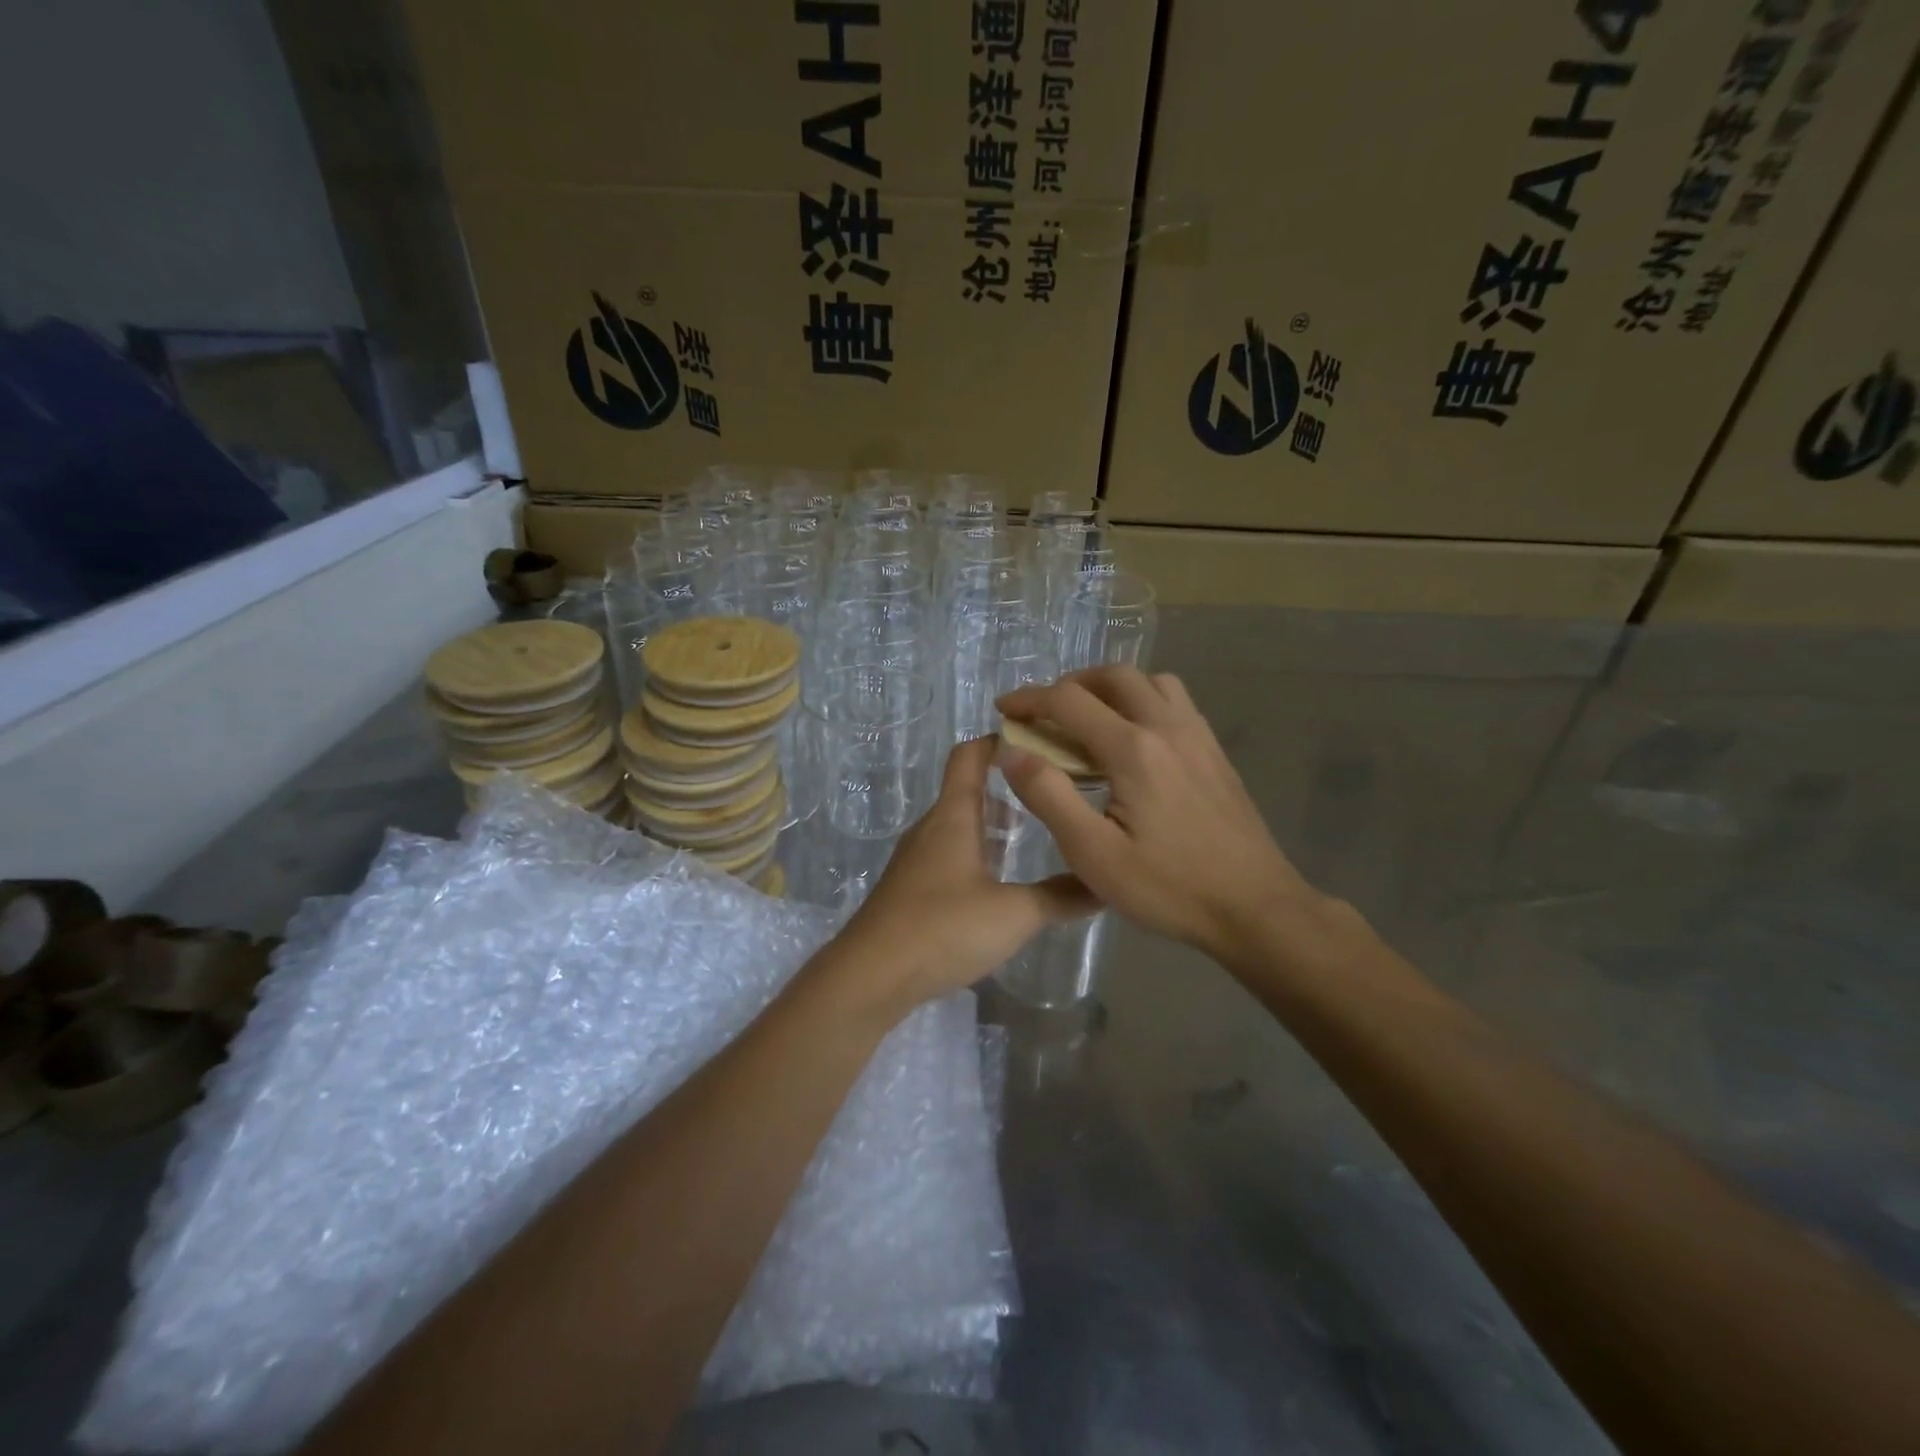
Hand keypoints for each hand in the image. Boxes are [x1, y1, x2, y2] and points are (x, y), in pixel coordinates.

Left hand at [830, 736, 1098, 1015]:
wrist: (871, 975)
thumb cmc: (943, 928)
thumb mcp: (1015, 913)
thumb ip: (1062, 897)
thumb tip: (1106, 883)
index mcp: (953, 816)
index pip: (970, 756)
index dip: (998, 740)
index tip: (1038, 740)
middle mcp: (931, 828)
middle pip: (967, 790)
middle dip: (1006, 787)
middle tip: (1050, 795)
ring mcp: (916, 859)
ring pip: (958, 826)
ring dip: (991, 824)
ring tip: (1030, 837)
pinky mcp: (910, 889)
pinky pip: (948, 855)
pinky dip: (976, 853)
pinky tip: (998, 883)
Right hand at [997, 666, 1333, 962]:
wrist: (1256, 907)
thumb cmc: (1169, 888)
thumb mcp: (1093, 854)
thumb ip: (1048, 796)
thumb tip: (1011, 751)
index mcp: (1133, 749)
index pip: (1068, 701)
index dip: (1028, 700)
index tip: (1002, 711)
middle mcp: (1167, 727)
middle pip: (1113, 676)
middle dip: (1069, 684)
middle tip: (1044, 713)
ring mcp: (1198, 737)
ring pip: (1150, 682)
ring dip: (1111, 687)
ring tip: (1089, 720)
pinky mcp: (1215, 753)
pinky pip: (1175, 702)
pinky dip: (1142, 701)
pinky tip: (1133, 740)